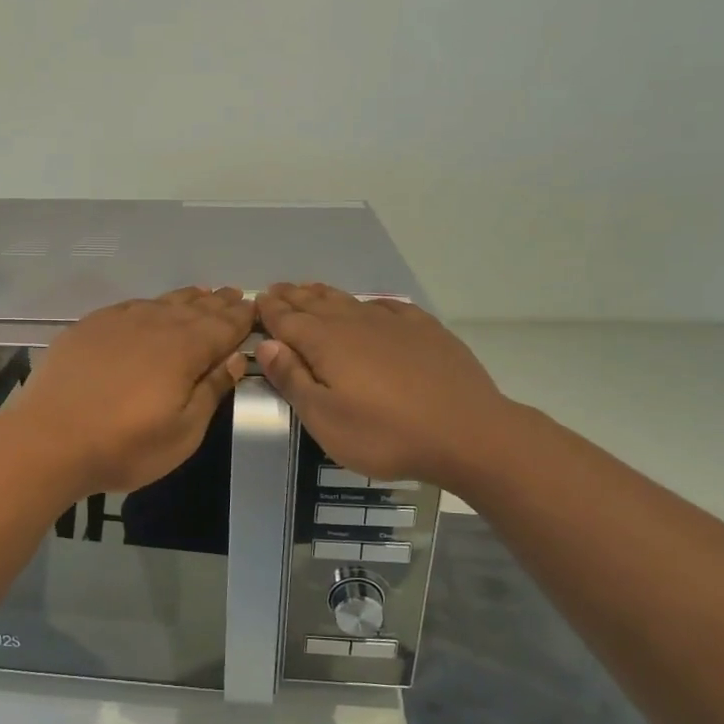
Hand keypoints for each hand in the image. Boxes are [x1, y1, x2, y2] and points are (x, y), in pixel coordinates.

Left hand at [5, 287, 254, 496]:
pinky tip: (152, 306)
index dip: (241, 318)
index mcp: (185, 349)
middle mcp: (155, 324)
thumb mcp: (183, 432)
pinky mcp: (89, 327)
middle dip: (219, 303)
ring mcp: (118, 322)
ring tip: (203, 294)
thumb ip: (211, 390)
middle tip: (236, 295)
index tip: (256, 308)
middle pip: (195, 309)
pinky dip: (151, 303)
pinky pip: (131, 305)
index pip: (223, 326)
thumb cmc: (124, 446)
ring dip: (187, 299)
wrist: (48, 440)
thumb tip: (236, 357)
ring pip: (162, 302)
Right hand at [255, 283, 511, 487]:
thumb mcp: (325, 419)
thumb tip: (268, 344)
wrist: (468, 433)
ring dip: (325, 294)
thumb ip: (293, 379)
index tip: (256, 301)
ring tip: (310, 289)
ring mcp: (394, 323)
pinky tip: (370, 305)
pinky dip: (370, 303)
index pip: (288, 320)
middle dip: (293, 297)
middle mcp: (355, 323)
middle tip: (276, 289)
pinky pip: (389, 307)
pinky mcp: (426, 331)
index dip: (270, 311)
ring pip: (350, 301)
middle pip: (316, 304)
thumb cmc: (386, 434)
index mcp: (326, 343)